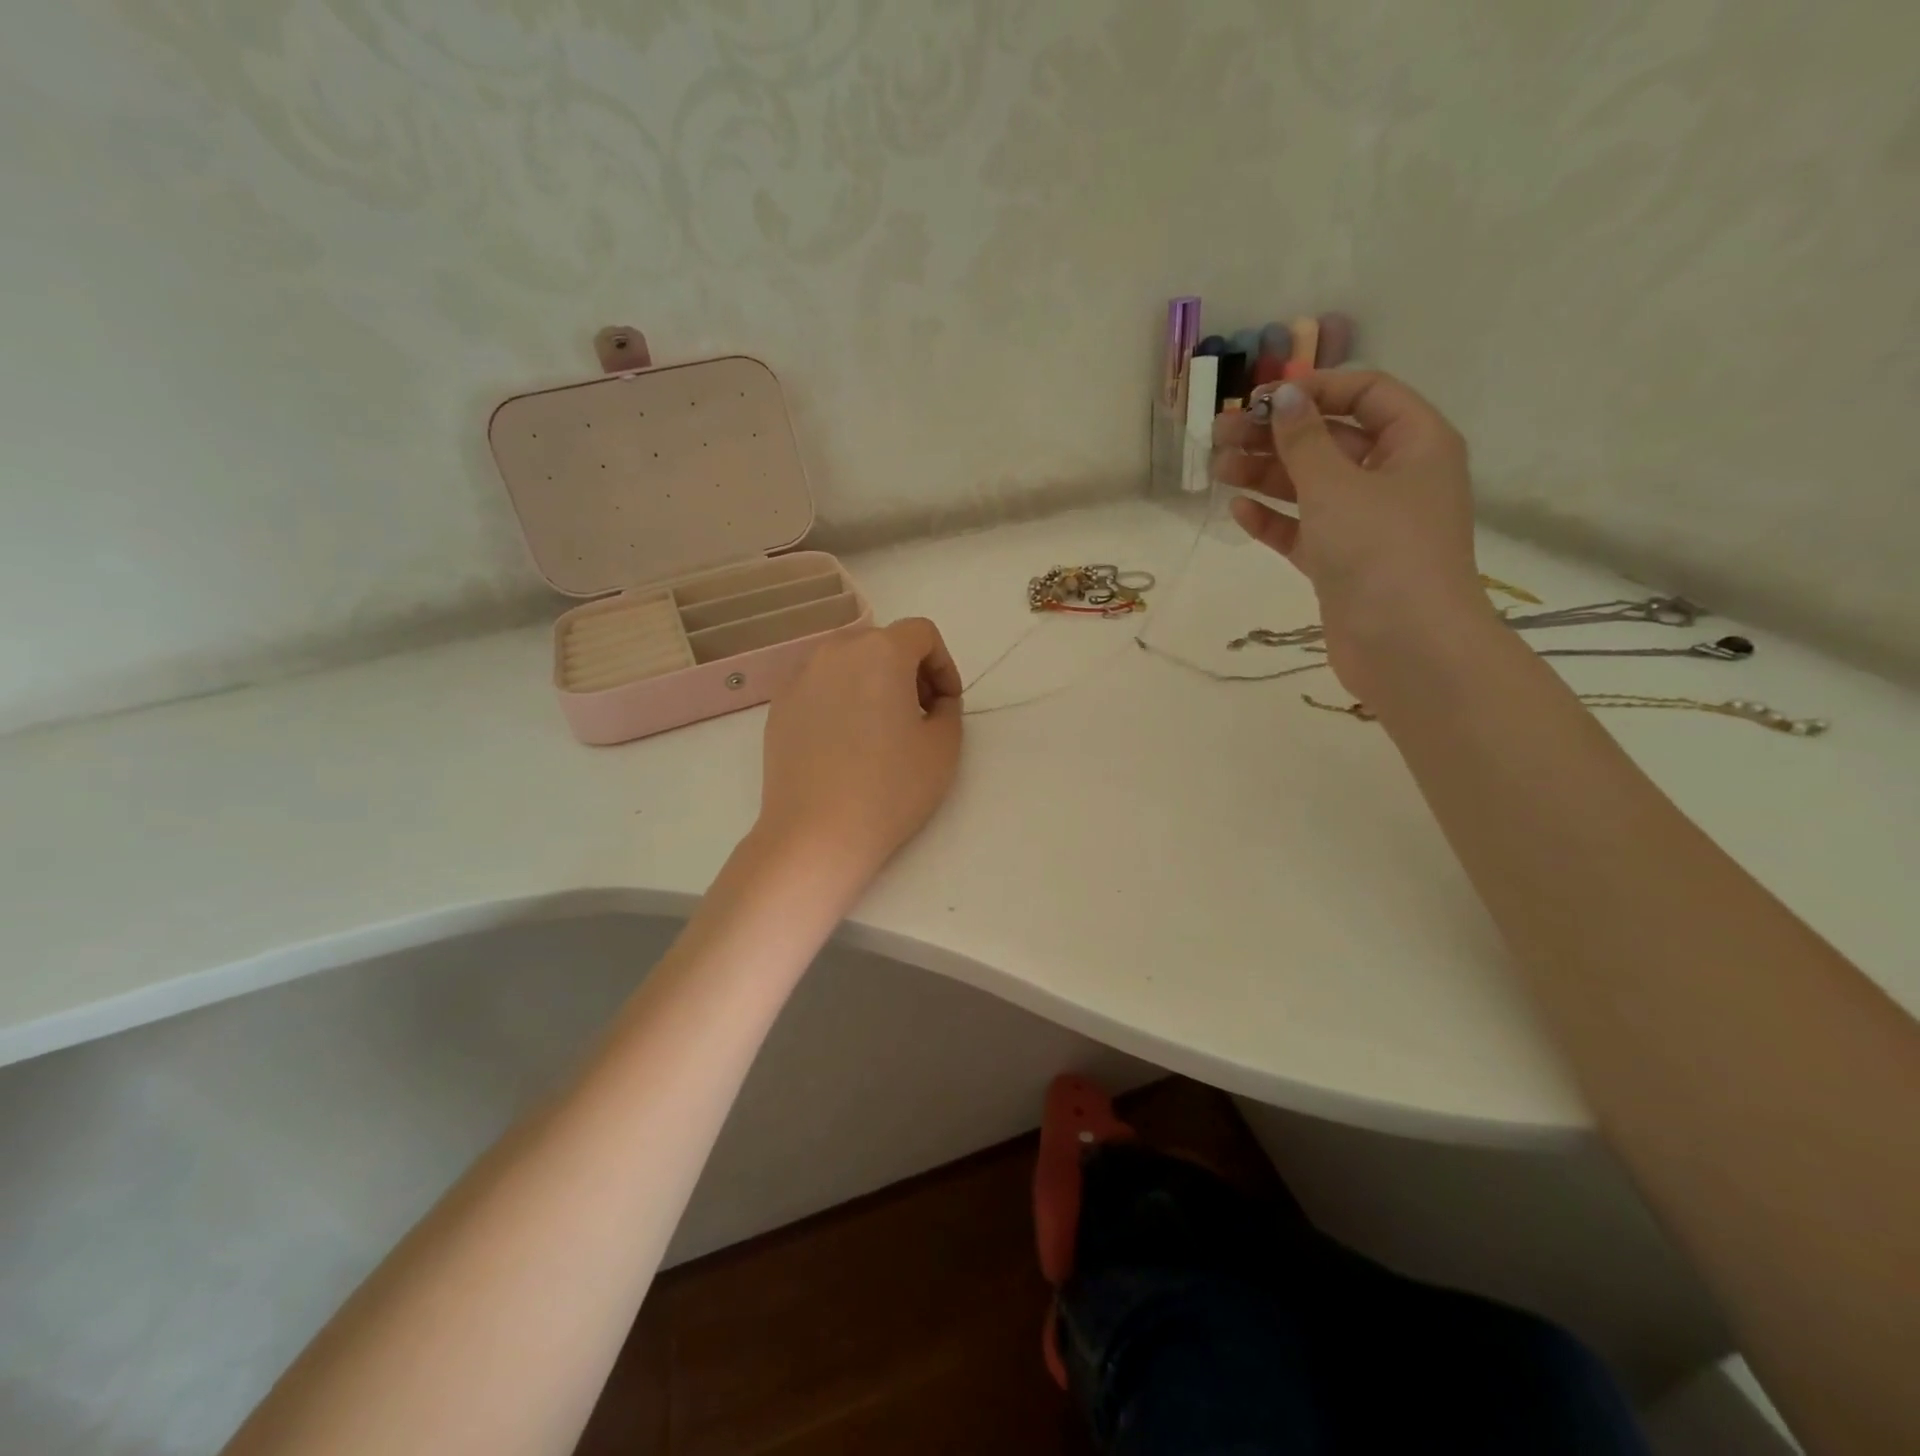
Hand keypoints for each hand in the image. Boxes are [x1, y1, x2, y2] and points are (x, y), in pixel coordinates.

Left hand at [756, 617, 963, 886]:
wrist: (815, 834)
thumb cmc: (889, 789)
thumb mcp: (943, 748)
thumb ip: (948, 708)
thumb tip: (933, 701)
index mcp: (880, 652)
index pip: (921, 633)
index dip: (943, 664)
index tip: (947, 704)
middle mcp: (835, 651)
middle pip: (882, 642)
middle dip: (908, 670)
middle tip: (919, 714)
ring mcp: (800, 677)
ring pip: (847, 662)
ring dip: (872, 681)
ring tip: (880, 728)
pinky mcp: (778, 705)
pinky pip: (820, 686)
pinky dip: (840, 698)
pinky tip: (844, 743)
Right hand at [1211, 371, 1490, 700]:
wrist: (1405, 645)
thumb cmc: (1380, 550)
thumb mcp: (1337, 485)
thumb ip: (1304, 440)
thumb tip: (1282, 397)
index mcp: (1415, 443)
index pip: (1366, 393)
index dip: (1315, 389)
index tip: (1262, 398)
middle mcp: (1393, 477)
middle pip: (1330, 440)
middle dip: (1275, 435)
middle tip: (1220, 433)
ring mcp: (1366, 523)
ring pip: (1310, 486)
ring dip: (1265, 474)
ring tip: (1217, 469)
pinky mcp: (1341, 562)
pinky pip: (1304, 530)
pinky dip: (1273, 519)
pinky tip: (1238, 511)